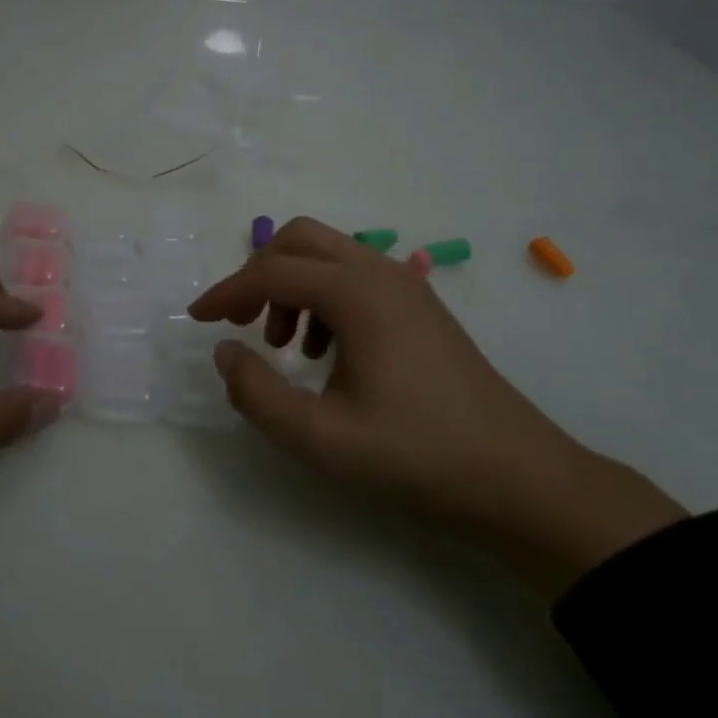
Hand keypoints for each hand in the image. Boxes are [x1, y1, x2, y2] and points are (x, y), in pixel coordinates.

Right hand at [188, 218, 686, 598]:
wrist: (520, 479)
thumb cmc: (416, 457)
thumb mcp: (319, 438)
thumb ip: (257, 393)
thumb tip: (226, 351)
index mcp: (357, 295)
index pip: (272, 272)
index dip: (226, 292)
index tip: (197, 319)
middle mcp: (381, 273)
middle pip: (300, 238)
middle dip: (259, 273)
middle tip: (240, 322)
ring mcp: (407, 286)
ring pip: (328, 255)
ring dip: (291, 285)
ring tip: (286, 347)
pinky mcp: (420, 306)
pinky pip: (354, 276)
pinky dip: (322, 297)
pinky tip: (326, 352)